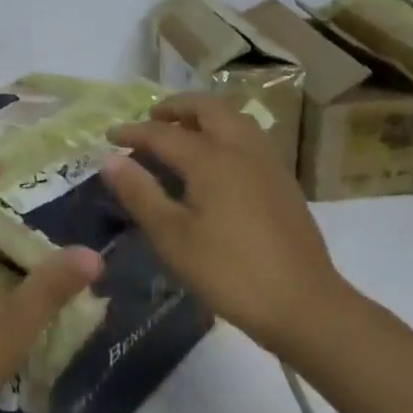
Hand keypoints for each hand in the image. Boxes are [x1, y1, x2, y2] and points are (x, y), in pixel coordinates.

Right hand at [103, 93, 353, 357]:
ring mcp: (267, 162)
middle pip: (206, 108)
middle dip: (175, 108)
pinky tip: (215, 161)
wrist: (304, 304)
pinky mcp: (282, 181)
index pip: (162, 133)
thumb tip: (110, 159)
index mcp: (211, 158)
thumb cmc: (229, 272)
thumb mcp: (172, 237)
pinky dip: (223, 132)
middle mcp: (241, 148)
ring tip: (181, 133)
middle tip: (150, 120)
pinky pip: (248, 137)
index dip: (132, 132)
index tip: (108, 136)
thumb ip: (140, 193)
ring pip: (233, 118)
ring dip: (203, 116)